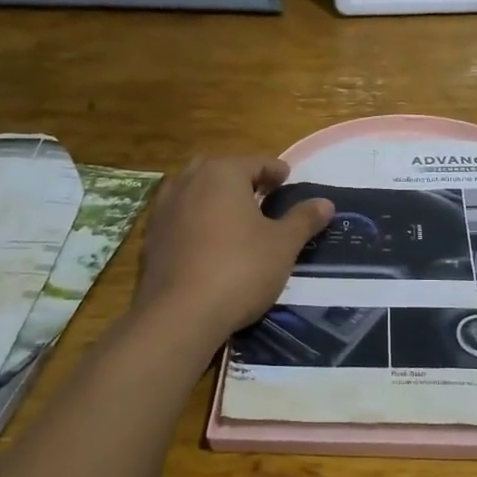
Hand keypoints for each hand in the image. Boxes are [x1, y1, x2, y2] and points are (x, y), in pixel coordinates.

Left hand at [133, 155, 333, 341]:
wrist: (180, 314)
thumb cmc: (240, 269)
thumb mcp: (283, 245)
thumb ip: (303, 219)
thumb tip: (326, 202)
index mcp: (222, 174)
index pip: (254, 162)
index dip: (274, 171)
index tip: (287, 179)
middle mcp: (188, 181)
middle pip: (219, 170)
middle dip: (240, 179)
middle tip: (261, 196)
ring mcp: (163, 209)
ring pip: (193, 191)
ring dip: (213, 198)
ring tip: (232, 217)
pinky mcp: (150, 238)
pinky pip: (178, 218)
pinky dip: (194, 221)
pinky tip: (206, 242)